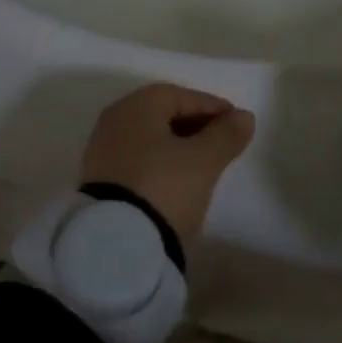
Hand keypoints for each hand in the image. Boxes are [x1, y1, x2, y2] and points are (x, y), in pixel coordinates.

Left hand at [80, 83, 255, 246]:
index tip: (237, 124)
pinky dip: (159, 162)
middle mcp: (115, 119)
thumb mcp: (204, 161)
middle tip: (222, 142)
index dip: (213, 107)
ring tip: (202, 164)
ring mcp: (102, 151)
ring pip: (150, 138)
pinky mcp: (98, 181)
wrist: (115, 246)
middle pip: (163, 114)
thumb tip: (244, 117)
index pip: (182, 96)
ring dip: (177, 145)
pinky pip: (137, 160)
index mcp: (138, 105)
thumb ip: (226, 135)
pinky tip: (176, 180)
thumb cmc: (164, 188)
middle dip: (195, 125)